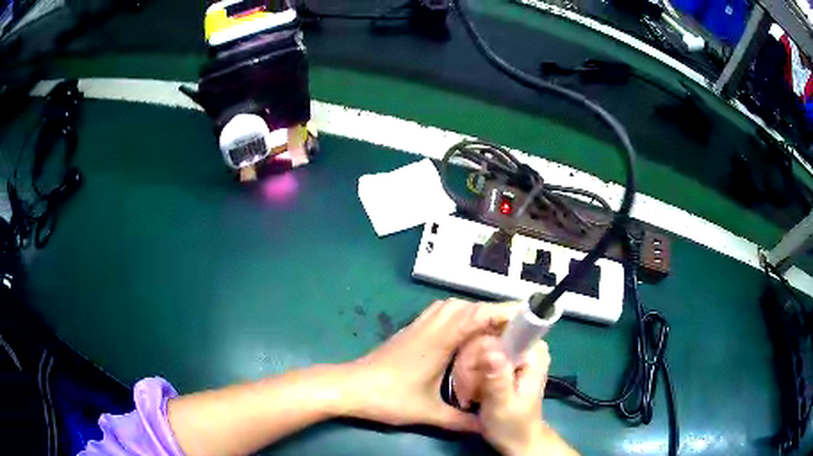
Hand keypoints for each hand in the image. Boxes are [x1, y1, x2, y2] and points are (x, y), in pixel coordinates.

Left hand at [339, 298, 517, 431]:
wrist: (349, 387)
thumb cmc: (388, 397)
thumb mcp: (428, 413)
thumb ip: (460, 421)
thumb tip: (487, 426)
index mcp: (439, 342)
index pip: (475, 316)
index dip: (500, 312)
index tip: (523, 316)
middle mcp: (430, 327)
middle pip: (465, 306)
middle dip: (491, 312)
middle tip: (511, 327)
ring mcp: (417, 327)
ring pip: (450, 307)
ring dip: (472, 311)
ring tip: (490, 329)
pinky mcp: (408, 332)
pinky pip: (437, 313)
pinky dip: (455, 315)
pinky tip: (460, 333)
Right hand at [470, 336, 551, 455]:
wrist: (518, 440)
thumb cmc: (512, 425)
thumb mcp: (503, 404)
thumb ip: (499, 377)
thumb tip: (490, 347)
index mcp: (534, 353)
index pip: (509, 326)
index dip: (486, 336)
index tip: (469, 359)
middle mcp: (527, 347)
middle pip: (492, 334)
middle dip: (474, 356)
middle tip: (467, 383)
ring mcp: (516, 354)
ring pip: (484, 343)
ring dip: (470, 365)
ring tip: (468, 389)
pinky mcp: (507, 362)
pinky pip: (483, 354)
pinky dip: (472, 369)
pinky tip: (469, 386)